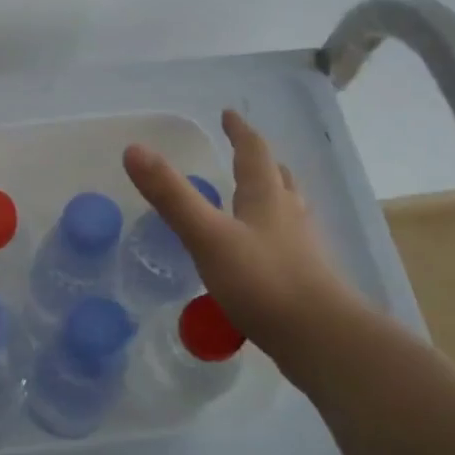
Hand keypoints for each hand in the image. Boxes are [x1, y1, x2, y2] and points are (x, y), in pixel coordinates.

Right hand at [123, 109, 366, 369]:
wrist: (321, 339)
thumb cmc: (262, 280)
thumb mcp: (207, 235)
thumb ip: (171, 195)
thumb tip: (133, 149)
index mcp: (267, 197)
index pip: (254, 152)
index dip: (240, 132)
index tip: (229, 114)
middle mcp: (289, 216)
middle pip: (278, 178)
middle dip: (260, 162)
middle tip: (245, 152)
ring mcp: (302, 249)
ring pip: (288, 210)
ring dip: (272, 195)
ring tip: (257, 196)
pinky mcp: (305, 280)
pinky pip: (288, 244)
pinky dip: (272, 234)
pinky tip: (261, 252)